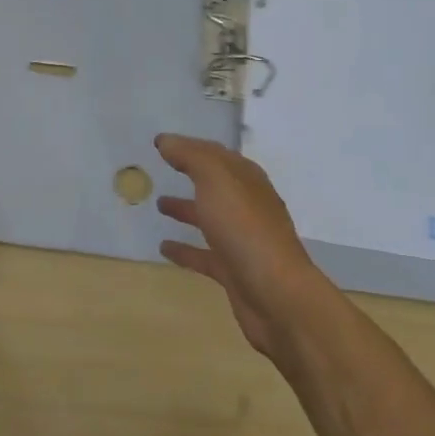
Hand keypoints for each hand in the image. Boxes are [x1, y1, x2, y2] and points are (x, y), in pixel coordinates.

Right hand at [155, 133, 334, 359]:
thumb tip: (166, 141)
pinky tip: (164, 248)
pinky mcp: (234, 270)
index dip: (190, 146)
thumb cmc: (244, 227)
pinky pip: (204, 254)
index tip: (162, 144)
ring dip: (186, 209)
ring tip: (159, 204)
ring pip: (209, 217)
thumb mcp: (215, 179)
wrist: (276, 294)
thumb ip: (190, 156)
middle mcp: (247, 205)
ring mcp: (242, 239)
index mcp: (246, 179)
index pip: (215, 154)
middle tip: (160, 169)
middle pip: (214, 184)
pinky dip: (185, 249)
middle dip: (190, 175)